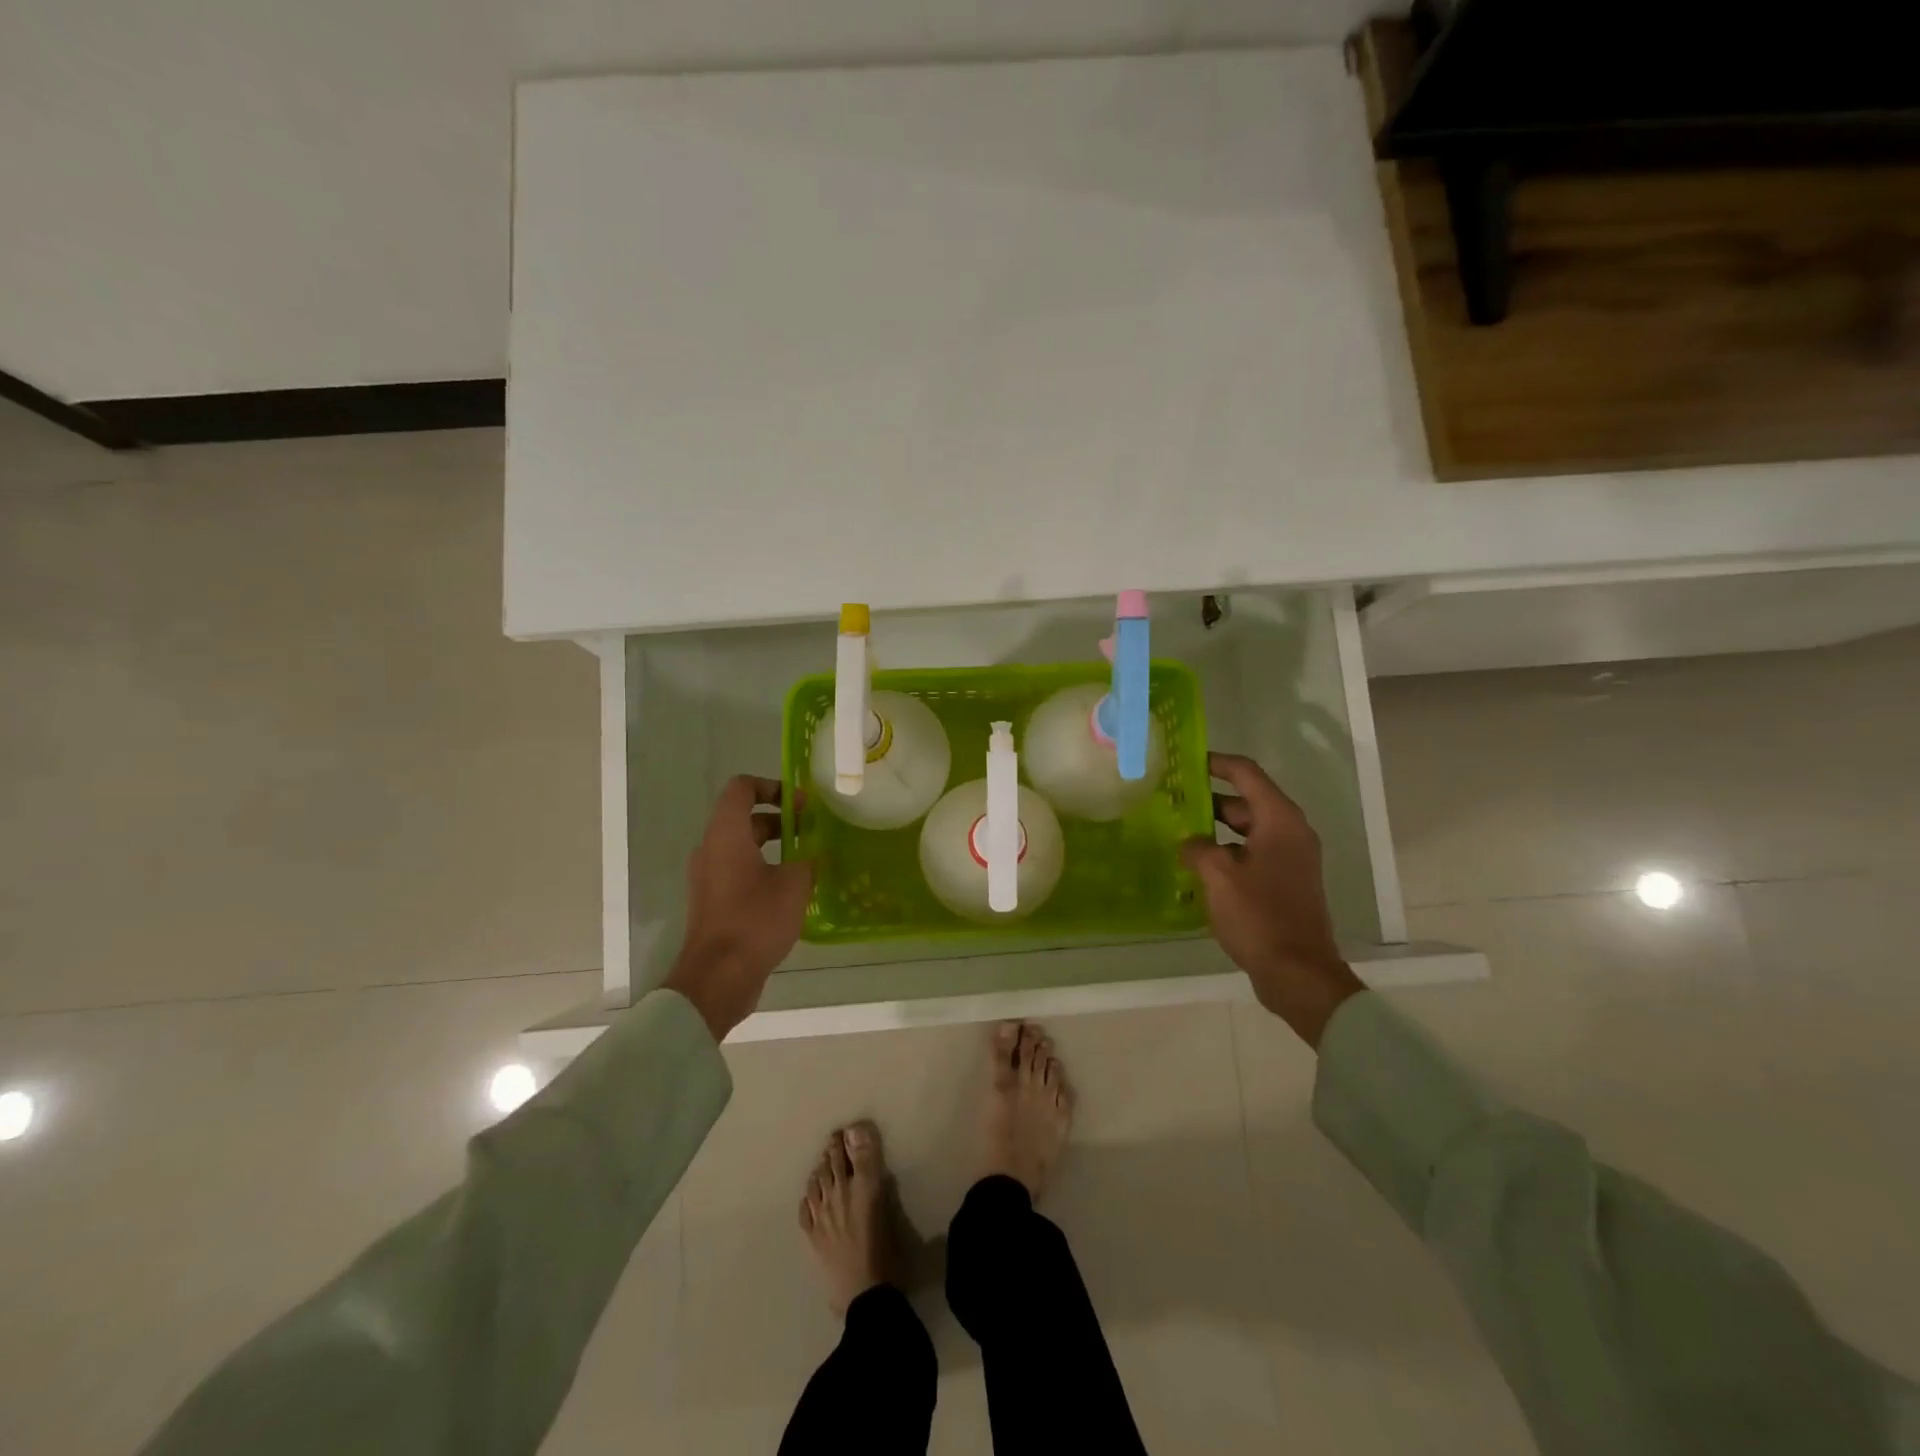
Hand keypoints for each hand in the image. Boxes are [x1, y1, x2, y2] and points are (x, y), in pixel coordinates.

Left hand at [663, 776, 813, 1040]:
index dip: (771, 786)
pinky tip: (791, 889)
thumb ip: (807, 860)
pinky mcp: (712, 902)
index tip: (799, 802)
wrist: (719, 977)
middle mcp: (711, 849)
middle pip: (743, 818)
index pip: (741, 788)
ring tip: (806, 859)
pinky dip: (762, 869)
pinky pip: (738, 871)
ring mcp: (708, 877)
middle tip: (811, 829)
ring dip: (772, 846)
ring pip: (741, 847)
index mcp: (726, 834)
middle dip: (779, 818)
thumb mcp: (794, 884)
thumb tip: (812, 855)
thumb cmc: (755, 919)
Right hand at [1181, 753, 1364, 1048]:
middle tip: (1172, 800)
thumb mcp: (1218, 875)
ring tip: (1178, 831)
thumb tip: (1190, 841)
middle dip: (1209, 799)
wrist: (1297, 972)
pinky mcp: (1285, 883)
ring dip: (1215, 828)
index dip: (1216, 763)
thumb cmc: (1259, 915)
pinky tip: (1197, 866)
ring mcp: (1290, 860)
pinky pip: (1252, 854)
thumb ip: (1197, 847)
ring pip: (1247, 830)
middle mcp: (1290, 833)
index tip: (1186, 760)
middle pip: (1246, 801)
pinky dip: (1227, 852)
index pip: (1246, 774)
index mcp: (1280, 820)